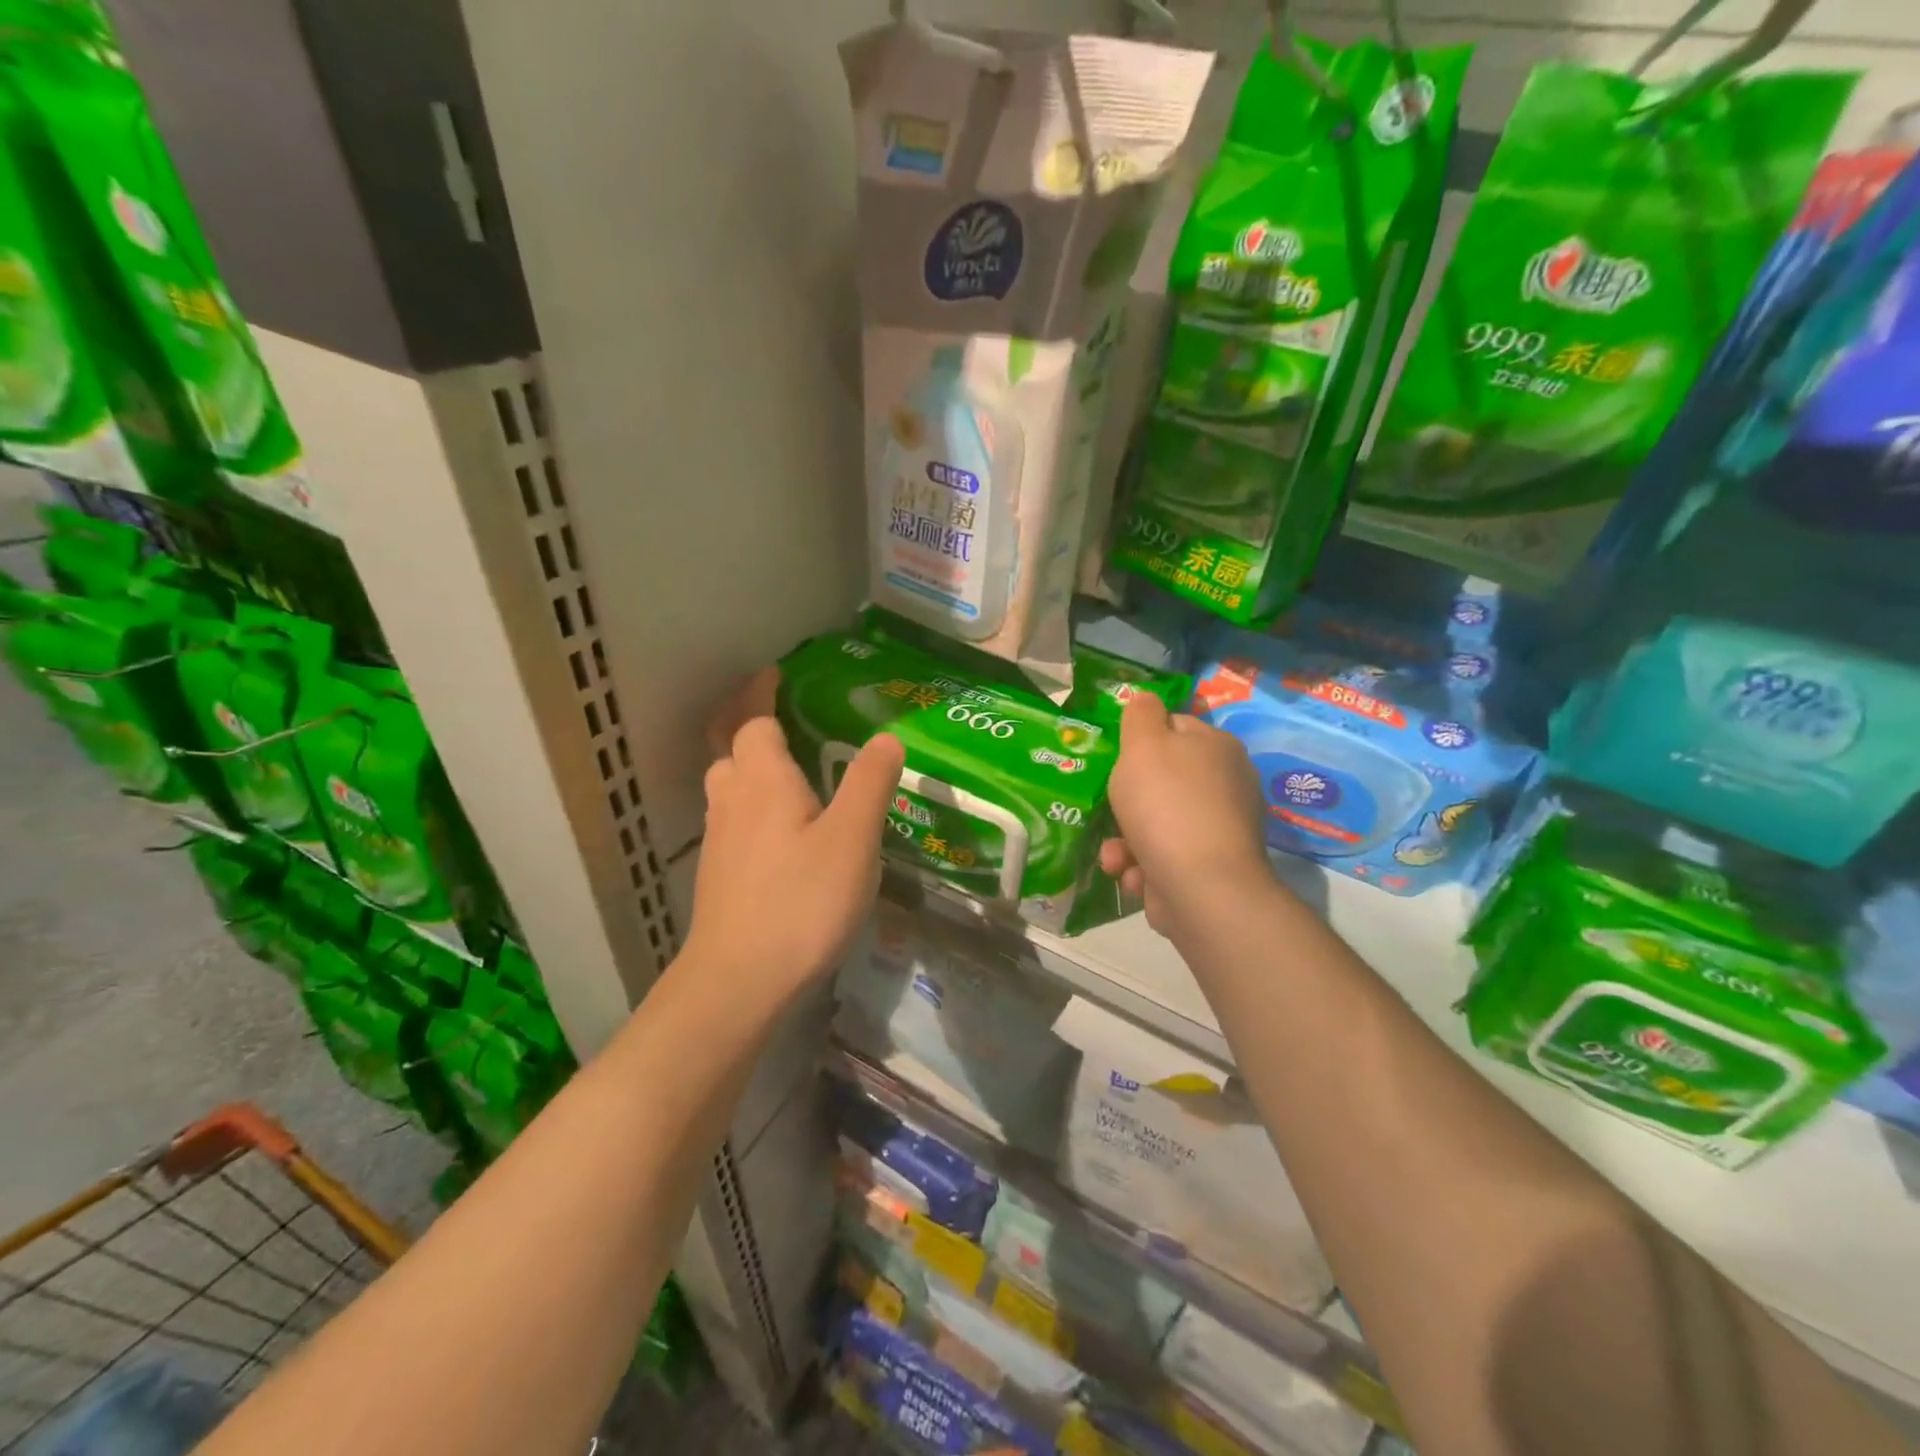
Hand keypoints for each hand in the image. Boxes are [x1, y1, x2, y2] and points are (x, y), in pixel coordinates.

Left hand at [684, 711, 904, 1004]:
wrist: (739, 981)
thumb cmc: (801, 901)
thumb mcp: (852, 839)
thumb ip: (869, 783)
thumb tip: (885, 737)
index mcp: (763, 780)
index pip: (754, 721)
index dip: (762, 694)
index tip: (777, 674)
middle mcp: (732, 800)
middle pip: (729, 747)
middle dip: (746, 722)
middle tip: (779, 714)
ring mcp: (719, 839)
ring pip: (727, 784)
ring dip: (746, 763)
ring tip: (784, 766)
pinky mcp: (719, 873)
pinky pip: (732, 817)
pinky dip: (750, 802)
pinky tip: (778, 827)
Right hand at [1100, 692, 1271, 939]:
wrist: (1201, 887)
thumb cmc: (1166, 804)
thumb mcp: (1143, 745)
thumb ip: (1140, 715)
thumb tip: (1145, 697)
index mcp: (1217, 747)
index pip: (1174, 727)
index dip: (1141, 742)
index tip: (1117, 761)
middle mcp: (1226, 784)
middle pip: (1163, 781)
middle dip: (1127, 802)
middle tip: (1108, 811)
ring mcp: (1220, 829)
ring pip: (1158, 824)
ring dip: (1127, 841)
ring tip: (1116, 857)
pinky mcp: (1210, 868)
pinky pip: (1166, 858)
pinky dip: (1145, 867)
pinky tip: (1136, 877)